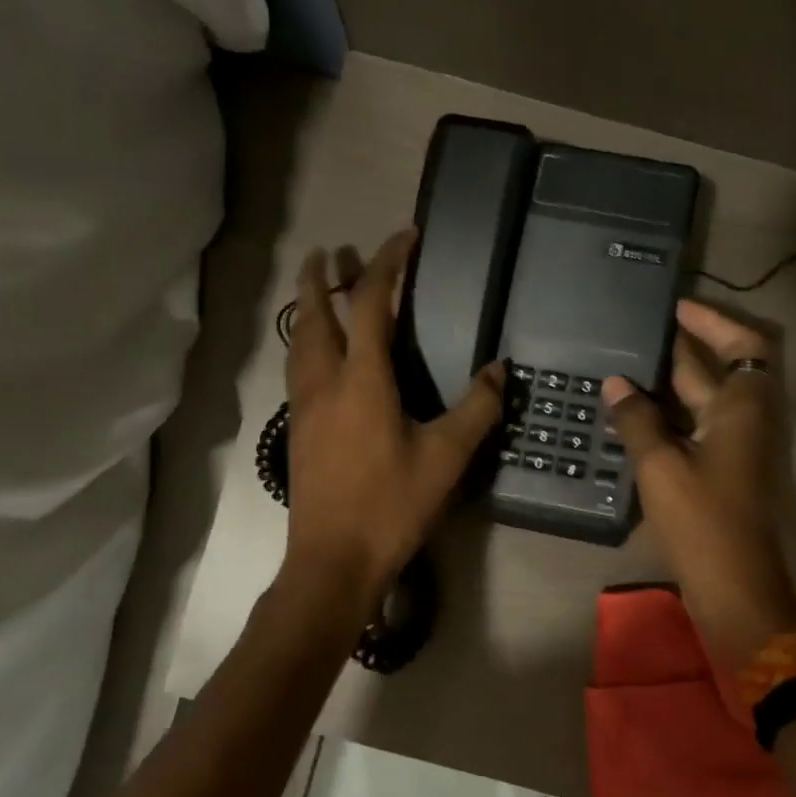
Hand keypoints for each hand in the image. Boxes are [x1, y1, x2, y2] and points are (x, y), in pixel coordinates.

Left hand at [284, 230, 504, 606]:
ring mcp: (304, 407)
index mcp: (363, 380)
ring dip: (307, 307)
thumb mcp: (446, 457)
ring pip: (298, 341)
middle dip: (322, 276)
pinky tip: (315, 355)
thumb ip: (476, 409)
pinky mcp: (296, 430)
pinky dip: (304, 342)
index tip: (405, 237)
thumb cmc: (391, 506)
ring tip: (315, 289)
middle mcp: (325, 382)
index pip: (372, 304)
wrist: (333, 560)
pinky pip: (296, 368)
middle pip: (316, 314)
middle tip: (329, 250)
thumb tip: (499, 370)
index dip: (388, 264)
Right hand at [602, 300, 795, 670]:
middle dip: (682, 348)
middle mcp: (747, 419)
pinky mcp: (723, 471)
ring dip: (672, 381)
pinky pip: (696, 426)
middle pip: (720, 369)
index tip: (676, 308)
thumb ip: (636, 419)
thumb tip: (615, 382)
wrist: (734, 586)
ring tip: (627, 365)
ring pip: (705, 400)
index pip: (742, 343)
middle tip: (637, 332)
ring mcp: (736, 447)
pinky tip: (632, 412)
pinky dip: (670, 414)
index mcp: (743, 407)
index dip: (712, 322)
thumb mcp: (661, 465)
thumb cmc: (703, 520)